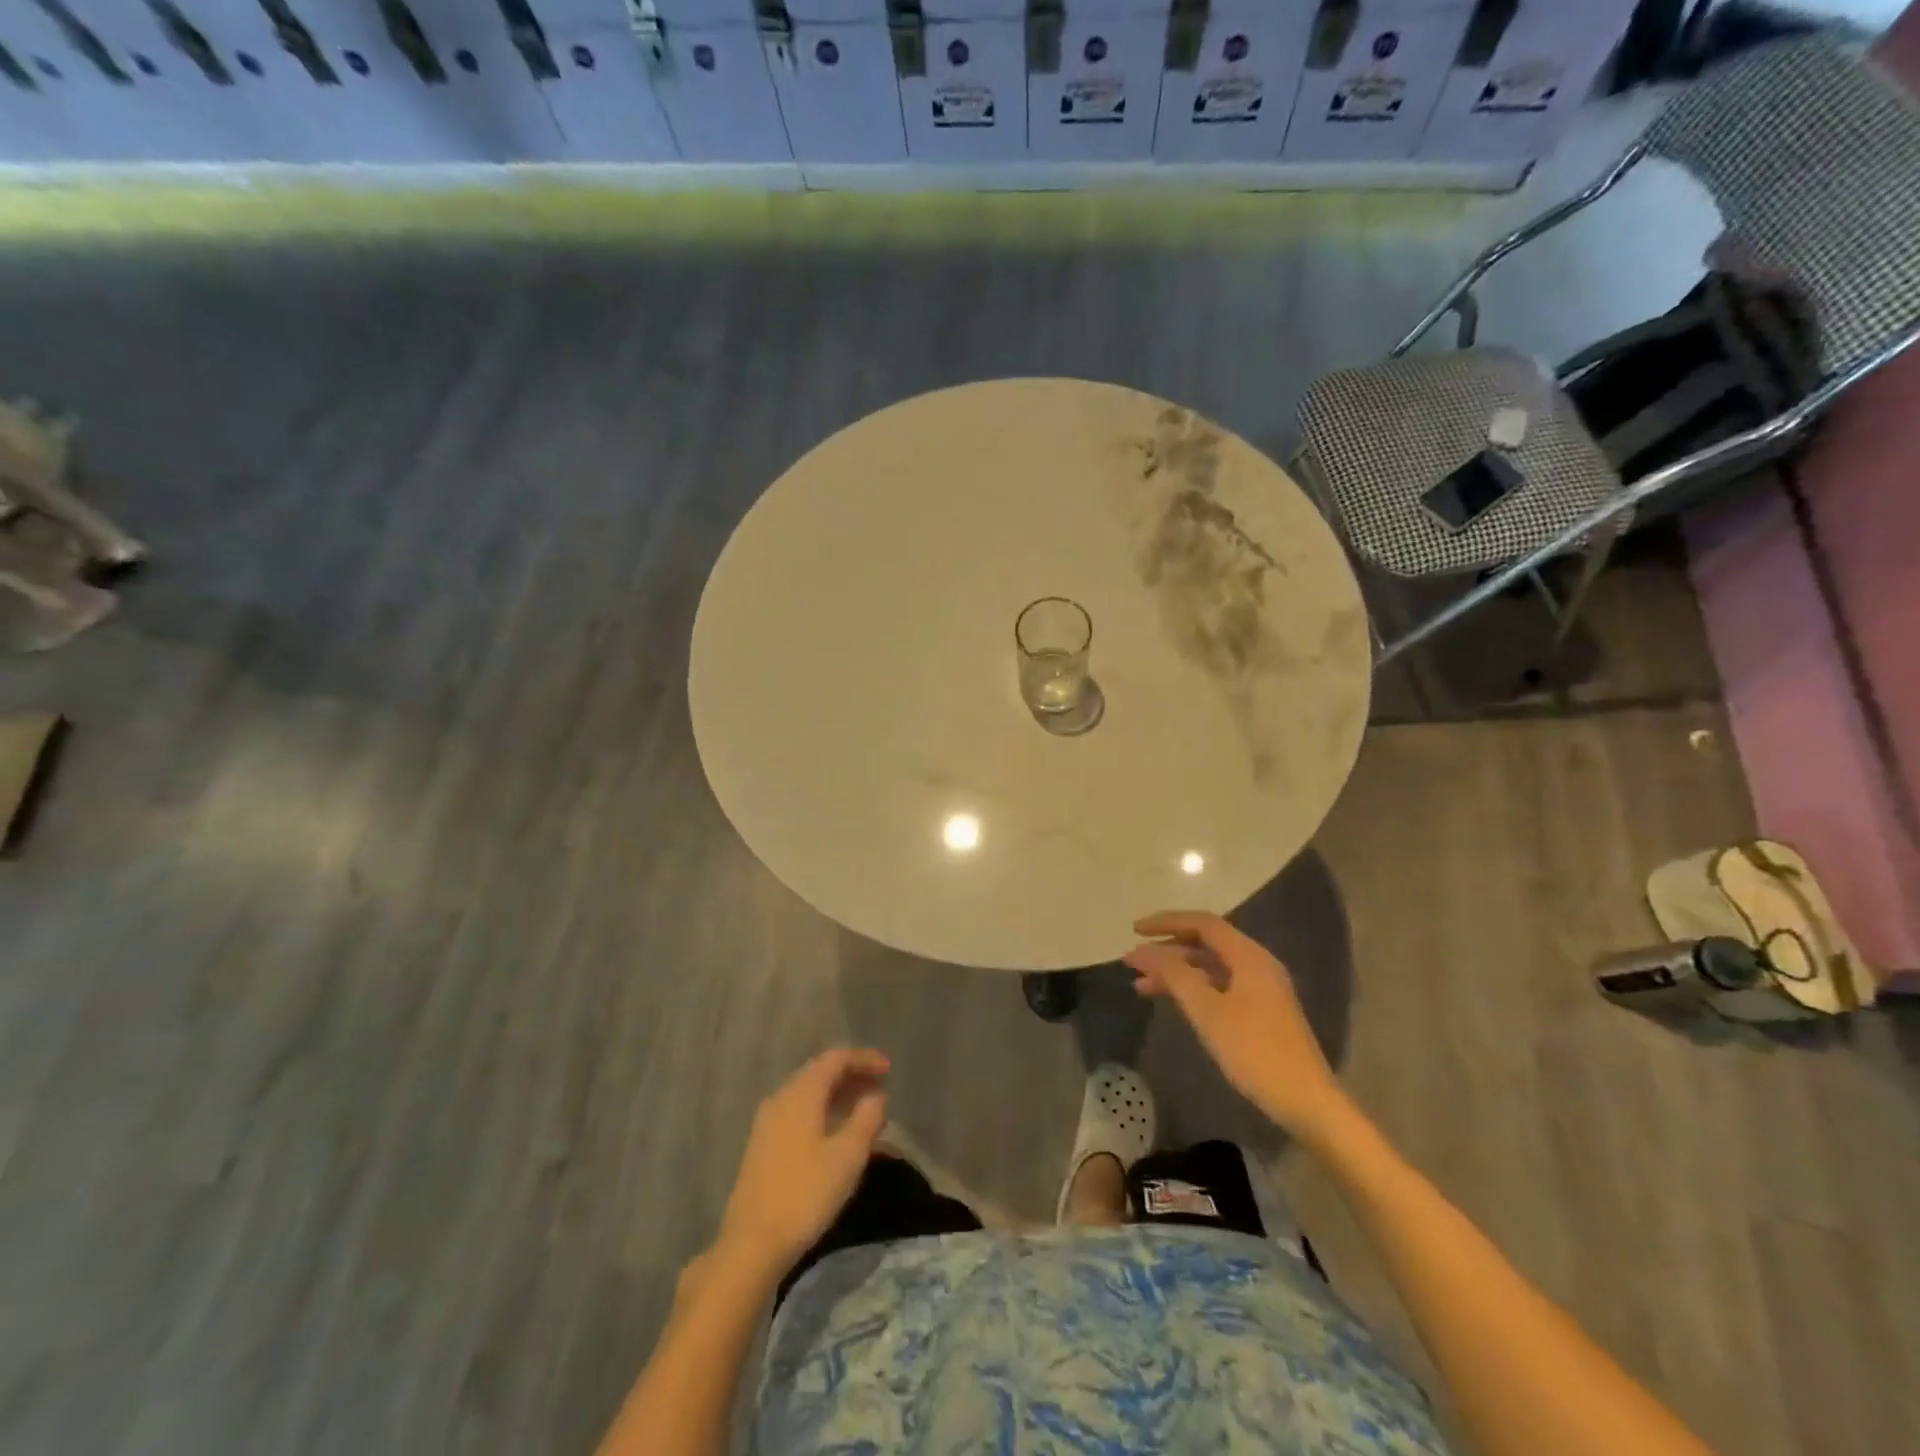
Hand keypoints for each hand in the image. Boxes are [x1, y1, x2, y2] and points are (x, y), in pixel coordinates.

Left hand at [714, 1048, 889, 1279]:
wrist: (752, 1243)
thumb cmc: (805, 1194)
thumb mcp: (848, 1156)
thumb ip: (867, 1118)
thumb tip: (876, 1096)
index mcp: (802, 1093)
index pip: (836, 1059)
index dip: (864, 1059)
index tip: (888, 1069)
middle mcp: (782, 1097)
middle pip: (820, 1072)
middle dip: (852, 1075)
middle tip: (880, 1087)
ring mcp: (768, 1121)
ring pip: (808, 1093)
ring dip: (837, 1094)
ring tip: (864, 1108)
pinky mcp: (763, 1144)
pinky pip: (798, 1111)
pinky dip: (822, 1110)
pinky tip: (835, 1131)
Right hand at [1125, 911, 1348, 1138]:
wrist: (1307, 1102)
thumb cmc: (1255, 1051)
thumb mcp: (1208, 1011)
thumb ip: (1175, 975)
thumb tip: (1144, 951)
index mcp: (1249, 957)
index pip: (1202, 923)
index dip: (1166, 922)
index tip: (1134, 930)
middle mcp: (1256, 964)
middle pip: (1205, 943)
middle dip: (1167, 949)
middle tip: (1133, 961)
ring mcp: (1260, 989)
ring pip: (1209, 967)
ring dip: (1176, 972)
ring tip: (1141, 986)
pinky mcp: (1260, 1011)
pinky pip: (1218, 986)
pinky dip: (1192, 989)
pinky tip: (1172, 1002)